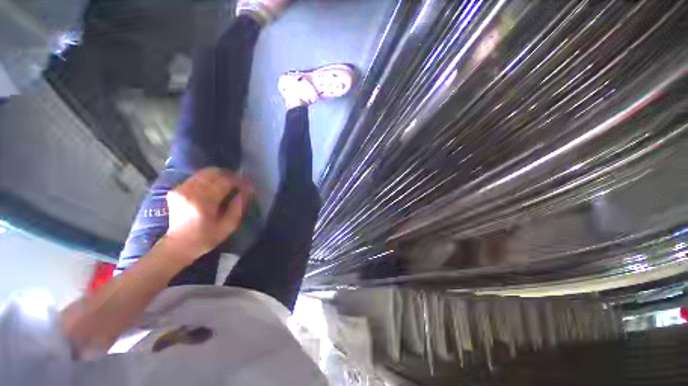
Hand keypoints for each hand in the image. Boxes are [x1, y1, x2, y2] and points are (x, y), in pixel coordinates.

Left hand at [164, 168, 252, 261]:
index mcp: (203, 202)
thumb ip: (238, 207)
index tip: (248, 184)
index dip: (239, 181)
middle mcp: (191, 192)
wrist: (178, 245)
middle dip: (230, 175)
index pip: (225, 182)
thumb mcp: (228, 226)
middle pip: (214, 173)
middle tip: (239, 182)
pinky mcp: (177, 189)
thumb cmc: (206, 238)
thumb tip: (247, 191)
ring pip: (205, 173)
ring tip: (229, 182)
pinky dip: (209, 178)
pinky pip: (197, 177)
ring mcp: (181, 189)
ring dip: (220, 175)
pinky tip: (215, 185)